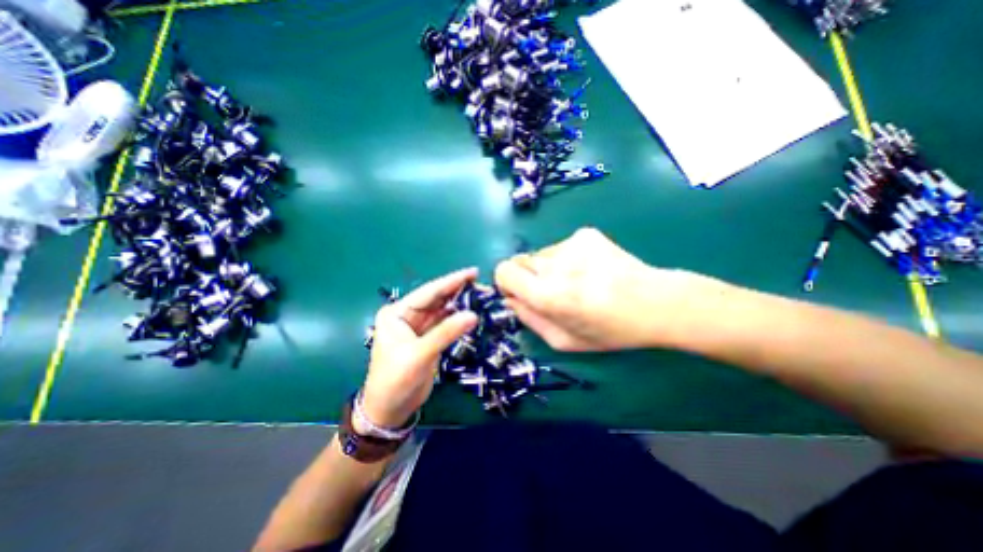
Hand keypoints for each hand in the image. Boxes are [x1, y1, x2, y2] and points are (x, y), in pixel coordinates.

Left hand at [365, 269, 479, 429]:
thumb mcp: (419, 354)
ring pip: (443, 310)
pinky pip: (446, 324)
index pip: (429, 292)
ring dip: (460, 304)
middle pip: (437, 299)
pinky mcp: (429, 339)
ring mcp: (419, 327)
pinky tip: (472, 312)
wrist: (390, 410)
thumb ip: (446, 333)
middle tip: (481, 283)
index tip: (473, 272)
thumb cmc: (395, 380)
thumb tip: (473, 315)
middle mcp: (408, 316)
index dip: (451, 281)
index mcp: (397, 313)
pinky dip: (458, 319)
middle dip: (458, 290)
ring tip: (481, 296)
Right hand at [499, 227, 719, 349]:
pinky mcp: (586, 234)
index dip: (507, 282)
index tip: (519, 292)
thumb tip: (509, 299)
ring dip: (550, 268)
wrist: (655, 303)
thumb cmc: (610, 330)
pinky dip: (567, 258)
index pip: (504, 271)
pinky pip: (561, 246)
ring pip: (541, 254)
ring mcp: (571, 244)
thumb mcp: (564, 340)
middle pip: (520, 260)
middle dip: (528, 276)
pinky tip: (590, 269)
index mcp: (547, 295)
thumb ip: (529, 319)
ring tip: (578, 281)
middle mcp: (555, 264)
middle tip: (551, 290)